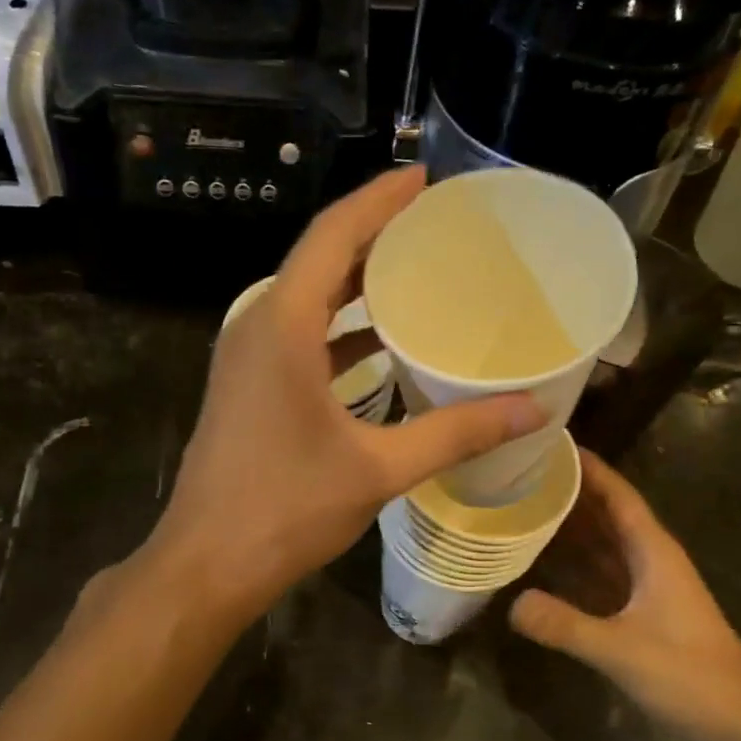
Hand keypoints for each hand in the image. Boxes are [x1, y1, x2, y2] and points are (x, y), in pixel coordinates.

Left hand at [152, 167, 547, 619]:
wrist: (208, 562)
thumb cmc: (286, 509)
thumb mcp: (379, 468)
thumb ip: (456, 433)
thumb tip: (532, 411)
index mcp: (282, 326)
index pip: (333, 236)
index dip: (378, 200)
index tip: (424, 179)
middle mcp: (257, 326)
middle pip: (320, 260)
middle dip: (374, 236)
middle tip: (435, 226)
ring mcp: (246, 358)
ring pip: (307, 299)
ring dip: (356, 284)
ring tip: (418, 274)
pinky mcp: (246, 387)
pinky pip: (298, 336)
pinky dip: (339, 328)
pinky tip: (382, 343)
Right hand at [510, 451, 740, 740]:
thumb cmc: (691, 677)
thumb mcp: (622, 650)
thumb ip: (566, 626)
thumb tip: (511, 603)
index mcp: (654, 552)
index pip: (617, 495)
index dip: (588, 467)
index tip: (550, 441)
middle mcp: (649, 560)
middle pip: (605, 513)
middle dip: (568, 491)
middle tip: (518, 472)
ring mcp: (646, 587)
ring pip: (601, 543)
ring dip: (568, 525)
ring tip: (521, 506)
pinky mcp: (640, 613)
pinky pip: (599, 574)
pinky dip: (572, 563)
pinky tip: (540, 562)